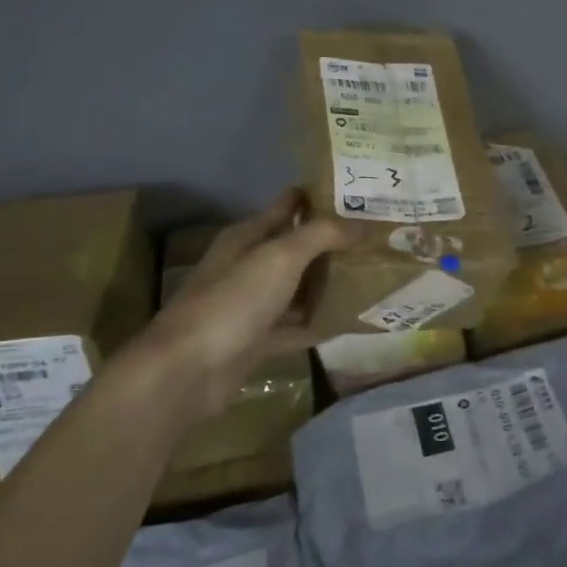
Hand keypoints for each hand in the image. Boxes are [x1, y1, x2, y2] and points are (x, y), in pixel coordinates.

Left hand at [125, 190, 352, 418]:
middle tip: (380, 237)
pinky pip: (296, 326)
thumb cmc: (233, 302)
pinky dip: (320, 323)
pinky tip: (351, 321)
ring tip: (374, 275)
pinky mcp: (257, 341)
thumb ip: (322, 235)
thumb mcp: (279, 257)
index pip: (290, 204)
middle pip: (297, 246)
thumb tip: (366, 224)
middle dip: (334, 242)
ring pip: (298, 287)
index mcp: (248, 236)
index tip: (364, 194)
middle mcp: (249, 265)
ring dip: (329, 283)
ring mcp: (252, 305)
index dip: (323, 196)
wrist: (186, 372)